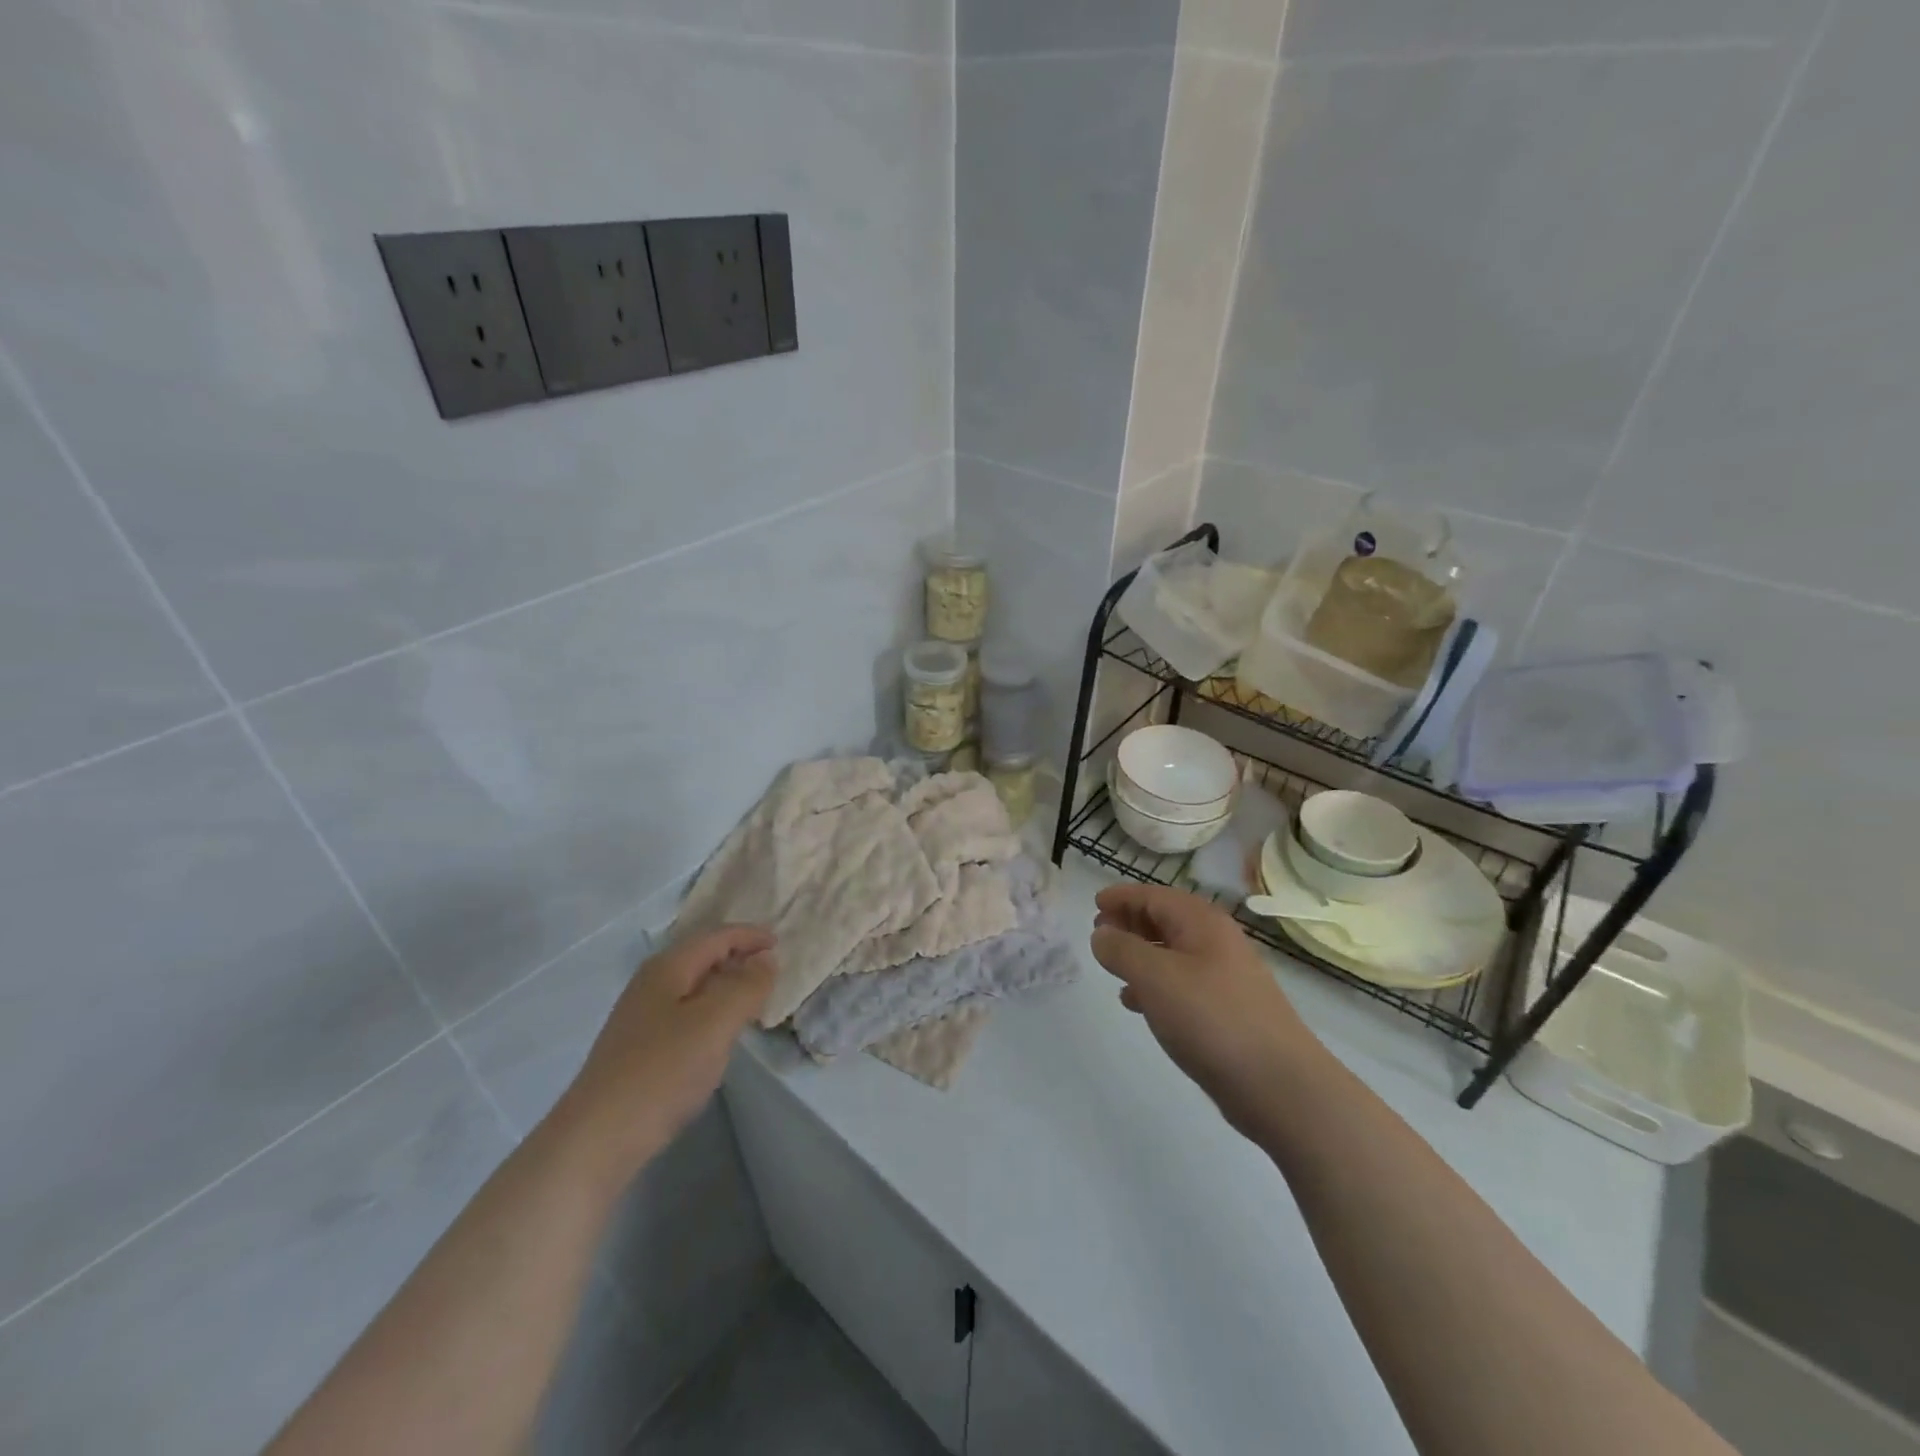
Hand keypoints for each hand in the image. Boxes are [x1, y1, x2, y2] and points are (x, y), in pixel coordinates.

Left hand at [555, 926, 777, 1174]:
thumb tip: (765, 959)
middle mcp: (651, 984)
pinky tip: (719, 1035)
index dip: (750, 935)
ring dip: (725, 986)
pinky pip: (685, 1013)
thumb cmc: (663, 1071)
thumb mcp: (716, 1022)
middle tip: (772, 969)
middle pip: (702, 957)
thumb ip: (747, 985)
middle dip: (738, 957)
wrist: (597, 1138)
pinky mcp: (639, 1048)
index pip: (716, 937)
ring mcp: (641, 1017)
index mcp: (668, 968)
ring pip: (694, 987)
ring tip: (753, 1000)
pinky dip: (711, 1011)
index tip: (781, 942)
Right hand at [1090, 884, 1317, 1137]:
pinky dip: (1156, 985)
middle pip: (1166, 919)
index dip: (1123, 896)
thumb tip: (1102, 934)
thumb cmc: (1212, 1019)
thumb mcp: (1155, 977)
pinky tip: (1137, 1004)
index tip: (1094, 903)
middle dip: (1131, 922)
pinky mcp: (1227, 1011)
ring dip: (1141, 954)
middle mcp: (1216, 942)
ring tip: (1112, 968)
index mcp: (1202, 923)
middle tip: (1099, 932)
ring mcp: (1225, 978)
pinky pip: (1182, 984)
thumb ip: (1122, 950)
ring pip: (1173, 953)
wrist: (1280, 1086)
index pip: (1155, 896)